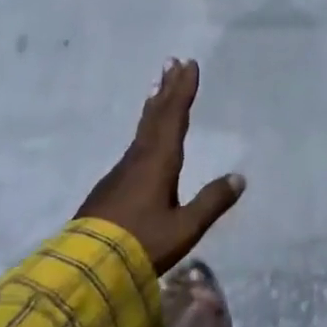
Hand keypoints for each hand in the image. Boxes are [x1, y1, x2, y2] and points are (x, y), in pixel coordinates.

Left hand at [77, 59, 243, 274]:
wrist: (87, 265)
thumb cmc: (142, 244)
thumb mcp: (185, 228)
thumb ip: (212, 201)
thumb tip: (239, 177)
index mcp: (159, 161)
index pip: (174, 117)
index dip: (183, 90)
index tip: (189, 65)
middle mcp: (139, 157)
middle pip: (155, 115)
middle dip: (167, 88)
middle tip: (171, 61)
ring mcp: (121, 170)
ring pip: (142, 128)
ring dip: (154, 105)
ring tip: (158, 88)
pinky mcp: (111, 185)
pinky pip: (134, 143)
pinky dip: (144, 127)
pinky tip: (145, 137)